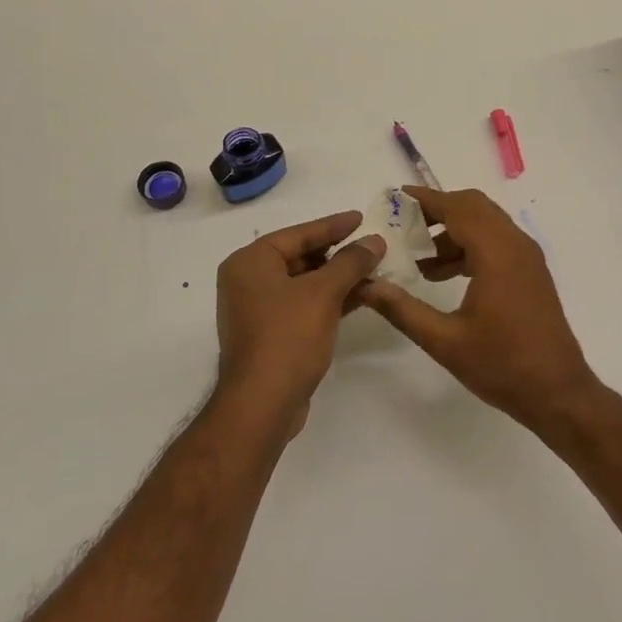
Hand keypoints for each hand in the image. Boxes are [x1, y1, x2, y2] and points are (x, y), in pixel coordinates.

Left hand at [215, 212, 384, 437]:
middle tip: (370, 246)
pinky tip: (360, 298)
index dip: (333, 226)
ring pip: (304, 283)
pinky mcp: (270, 334)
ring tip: (373, 270)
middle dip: (337, 254)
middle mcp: (248, 281)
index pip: (298, 233)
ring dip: (337, 278)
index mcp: (250, 262)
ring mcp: (257, 310)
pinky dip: (329, 300)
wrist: (262, 404)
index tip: (361, 218)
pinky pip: (302, 305)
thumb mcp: (324, 293)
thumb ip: (351, 262)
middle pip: (300, 256)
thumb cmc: (288, 337)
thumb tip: (374, 241)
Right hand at [358, 187, 600, 429]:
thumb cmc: (502, 366)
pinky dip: (470, 245)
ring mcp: (527, 257)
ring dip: (453, 231)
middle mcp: (516, 245)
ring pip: (486, 223)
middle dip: (439, 211)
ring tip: (420, 261)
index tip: (396, 198)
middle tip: (404, 227)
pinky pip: (497, 241)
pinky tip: (445, 275)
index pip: (457, 208)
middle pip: (474, 207)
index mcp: (496, 254)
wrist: (558, 392)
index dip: (426, 200)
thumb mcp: (444, 342)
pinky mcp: (531, 272)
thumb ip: (403, 309)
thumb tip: (366, 286)